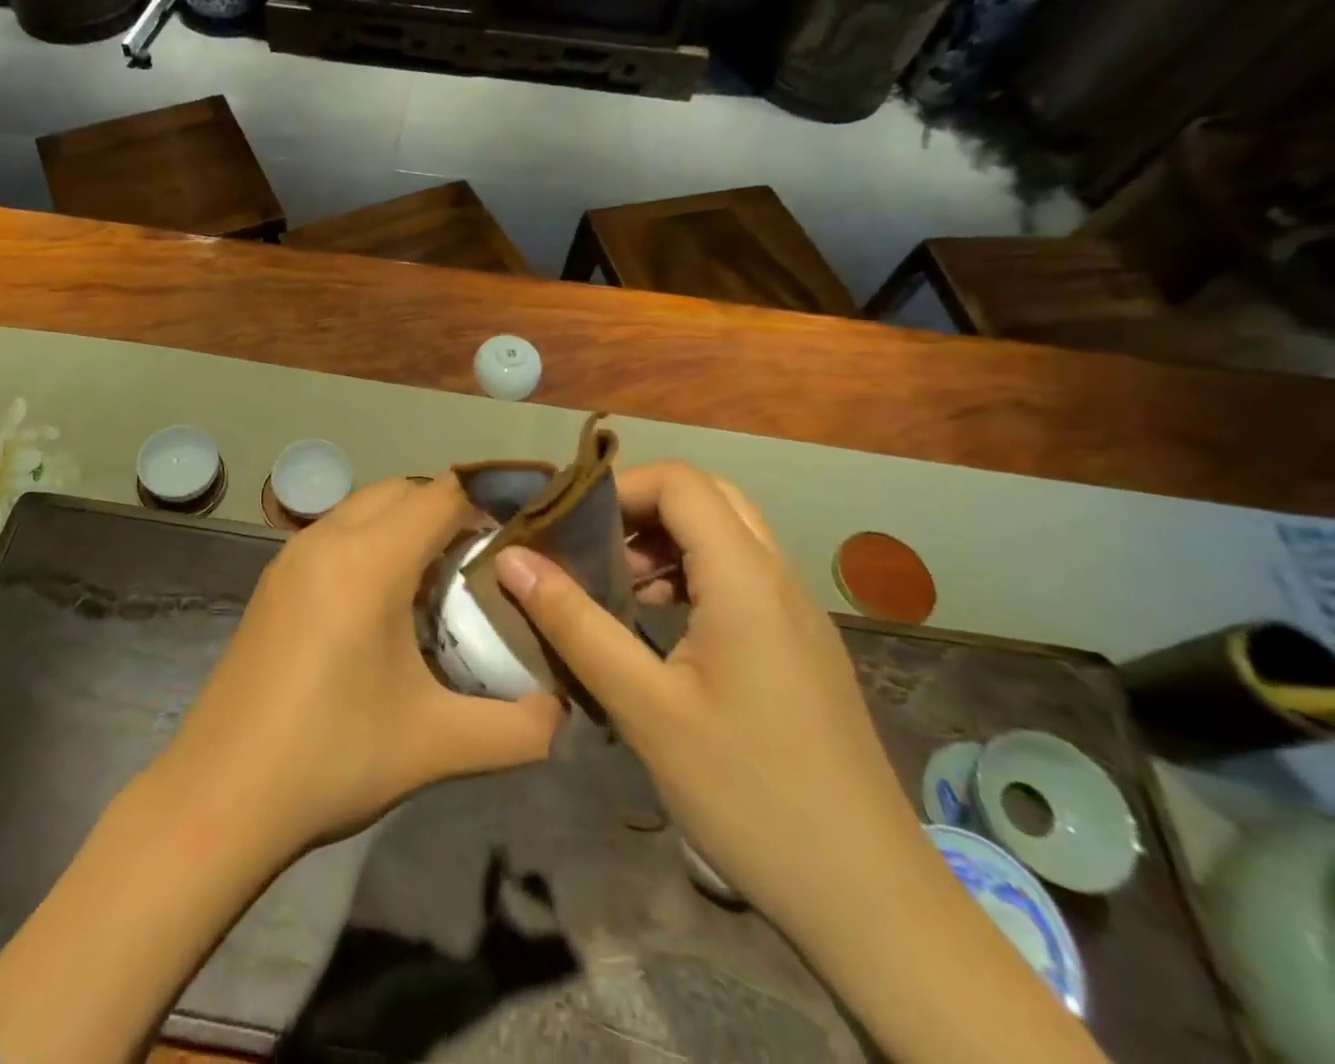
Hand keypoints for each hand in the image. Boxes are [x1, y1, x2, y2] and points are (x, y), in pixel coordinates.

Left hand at [162, 474, 564, 855]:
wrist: (219, 795)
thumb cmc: (332, 757)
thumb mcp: (437, 745)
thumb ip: (518, 729)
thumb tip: (561, 714)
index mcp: (368, 561)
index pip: (441, 494)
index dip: (486, 506)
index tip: (517, 543)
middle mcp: (327, 539)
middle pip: (401, 490)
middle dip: (446, 512)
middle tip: (479, 566)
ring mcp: (292, 555)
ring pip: (364, 507)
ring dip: (404, 525)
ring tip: (434, 584)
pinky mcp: (273, 580)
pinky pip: (335, 532)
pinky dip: (370, 542)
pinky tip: (380, 606)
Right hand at [494, 462, 926, 938]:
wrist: (871, 901)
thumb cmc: (750, 794)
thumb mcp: (645, 708)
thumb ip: (575, 623)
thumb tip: (512, 558)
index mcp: (745, 578)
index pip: (680, 482)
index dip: (617, 487)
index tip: (565, 524)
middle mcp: (777, 577)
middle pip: (706, 498)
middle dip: (639, 508)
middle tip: (588, 548)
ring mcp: (796, 612)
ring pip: (726, 535)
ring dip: (664, 540)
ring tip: (614, 584)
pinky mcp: (800, 645)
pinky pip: (740, 576)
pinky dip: (691, 574)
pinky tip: (657, 623)